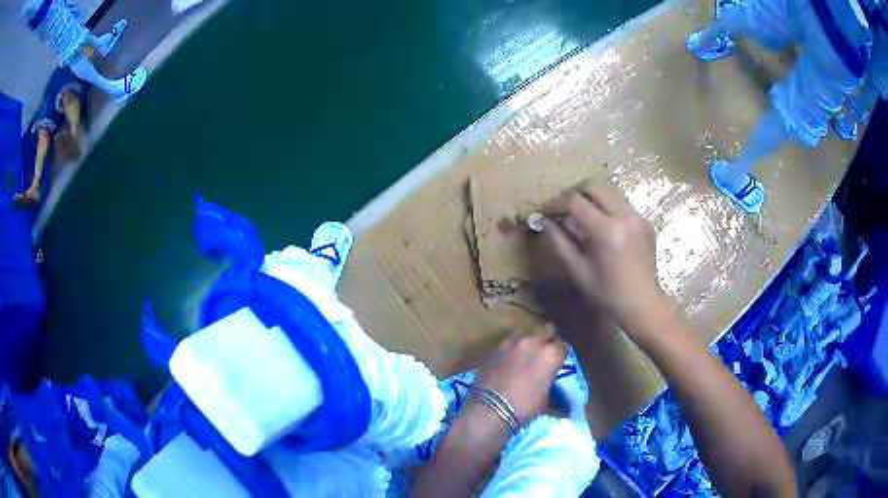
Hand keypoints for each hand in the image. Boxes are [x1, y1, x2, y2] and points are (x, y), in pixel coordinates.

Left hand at [472, 332, 566, 425]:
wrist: (489, 410)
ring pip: (527, 334)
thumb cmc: (523, 407)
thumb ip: (550, 381)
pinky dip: (513, 349)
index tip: (557, 363)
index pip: (563, 346)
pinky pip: (510, 342)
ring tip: (526, 356)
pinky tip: (510, 360)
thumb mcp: (546, 398)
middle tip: (544, 355)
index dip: (560, 355)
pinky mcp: (495, 347)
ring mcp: (512, 342)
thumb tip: (551, 380)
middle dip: (548, 341)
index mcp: (550, 354)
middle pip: (546, 331)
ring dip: (529, 342)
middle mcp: (533, 341)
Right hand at [537, 181, 668, 333]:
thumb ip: (560, 243)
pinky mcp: (644, 221)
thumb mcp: (578, 271)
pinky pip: (621, 204)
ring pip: (608, 192)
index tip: (545, 212)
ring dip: (591, 199)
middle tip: (562, 208)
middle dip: (574, 194)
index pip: (575, 202)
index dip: (556, 203)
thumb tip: (543, 221)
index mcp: (607, 232)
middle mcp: (624, 216)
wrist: (643, 304)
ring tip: (580, 216)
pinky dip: (606, 208)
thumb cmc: (607, 294)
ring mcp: (637, 217)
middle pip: (594, 187)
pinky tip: (601, 226)